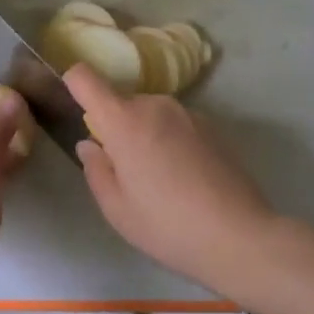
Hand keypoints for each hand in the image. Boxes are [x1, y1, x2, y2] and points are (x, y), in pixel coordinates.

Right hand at [65, 65, 276, 287]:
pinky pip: (176, 125)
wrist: (240, 236)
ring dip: (145, 135)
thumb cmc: (166, 225)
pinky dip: (171, 142)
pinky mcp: (213, 126)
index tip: (75, 107)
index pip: (85, 78)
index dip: (74, 85)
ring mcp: (188, 113)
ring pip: (150, 114)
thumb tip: (90, 144)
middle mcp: (155, 105)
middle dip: (116, 127)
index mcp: (124, 121)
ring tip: (159, 180)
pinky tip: (186, 180)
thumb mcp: (116, 208)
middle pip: (121, 102)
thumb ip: (96, 169)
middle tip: (125, 170)